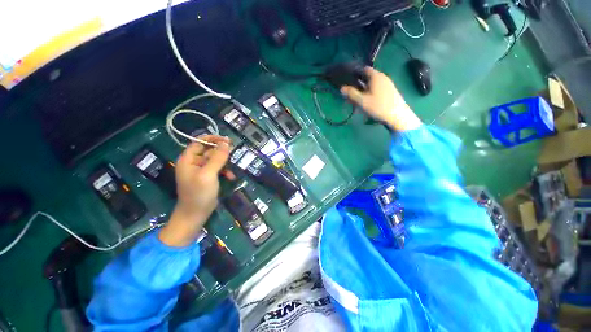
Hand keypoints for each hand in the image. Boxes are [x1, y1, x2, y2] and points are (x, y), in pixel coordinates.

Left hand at [159, 135, 231, 246]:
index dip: (213, 139)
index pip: (199, 142)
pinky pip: (218, 169)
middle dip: (221, 152)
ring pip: (215, 160)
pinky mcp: (208, 177)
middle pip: (209, 150)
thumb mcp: (208, 174)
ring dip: (225, 163)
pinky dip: (225, 171)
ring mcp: (201, 171)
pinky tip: (231, 177)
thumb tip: (226, 143)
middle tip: (234, 152)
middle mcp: (194, 163)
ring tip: (232, 167)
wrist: (195, 214)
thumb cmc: (199, 193)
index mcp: (188, 159)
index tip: (227, 140)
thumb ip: (217, 158)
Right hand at [341, 67, 421, 131]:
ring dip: (365, 88)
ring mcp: (388, 84)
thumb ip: (351, 94)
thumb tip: (342, 88)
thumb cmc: (379, 107)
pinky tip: (368, 100)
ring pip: (373, 83)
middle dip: (359, 82)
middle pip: (368, 76)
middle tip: (351, 91)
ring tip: (358, 97)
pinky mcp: (390, 91)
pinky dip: (371, 91)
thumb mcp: (362, 101)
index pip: (364, 69)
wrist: (398, 116)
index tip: (348, 80)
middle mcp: (383, 77)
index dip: (355, 73)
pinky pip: (377, 88)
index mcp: (376, 76)